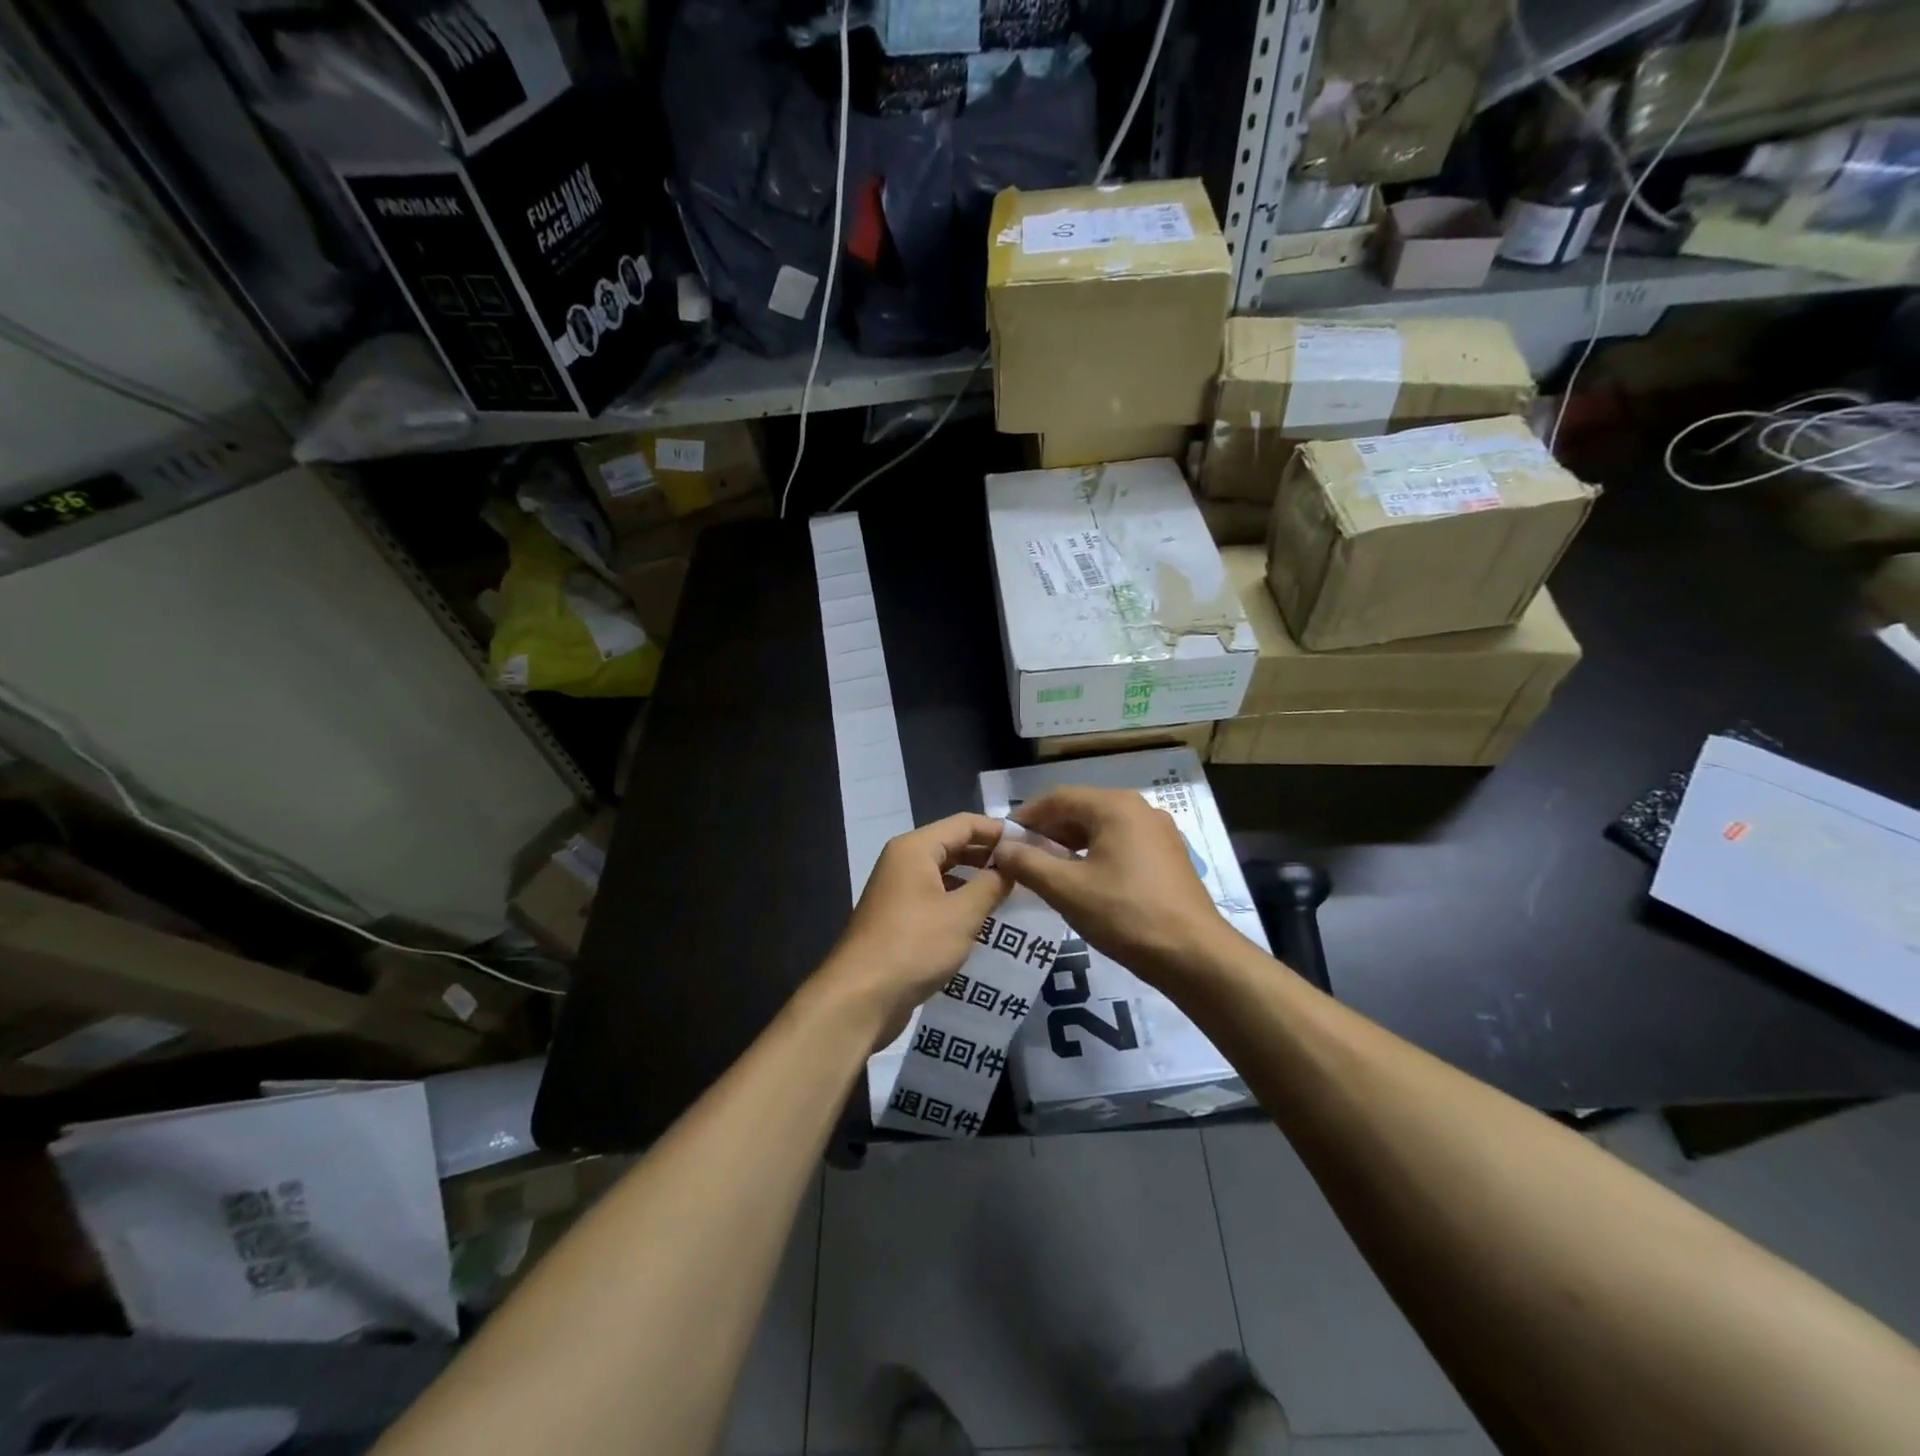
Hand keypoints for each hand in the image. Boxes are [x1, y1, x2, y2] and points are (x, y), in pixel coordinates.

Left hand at [816, 813, 1012, 1043]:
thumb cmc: (914, 946)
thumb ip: (991, 885)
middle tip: (1027, 868)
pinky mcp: (898, 917)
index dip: (998, 830)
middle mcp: (903, 861)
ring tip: (1012, 892)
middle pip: (953, 845)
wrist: (860, 997)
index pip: (964, 823)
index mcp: (915, 848)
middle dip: (988, 855)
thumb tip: (1011, 866)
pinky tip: (983, 918)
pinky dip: (959, 901)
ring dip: (975, 880)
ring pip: (944, 873)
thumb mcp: (962, 914)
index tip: (1032, 843)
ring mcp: (898, 890)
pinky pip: (935, 897)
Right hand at [991, 786, 1230, 985]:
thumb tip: (1000, 848)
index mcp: (1116, 806)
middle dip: (1048, 830)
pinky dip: (1095, 854)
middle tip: (1020, 855)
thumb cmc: (1126, 915)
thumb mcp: (1067, 889)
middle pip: (1082, 809)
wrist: (1194, 955)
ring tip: (1045, 868)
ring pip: (1102, 828)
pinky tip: (1081, 880)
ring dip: (1070, 844)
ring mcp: (1159, 832)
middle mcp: (1140, 809)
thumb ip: (1028, 863)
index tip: (1002, 838)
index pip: (1059, 798)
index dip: (1026, 816)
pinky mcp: (1169, 856)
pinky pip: (1121, 843)